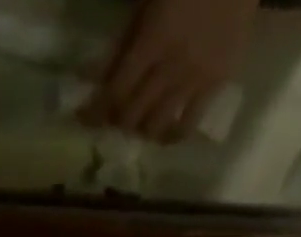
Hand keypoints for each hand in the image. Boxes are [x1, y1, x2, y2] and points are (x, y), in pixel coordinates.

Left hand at [79, 0, 256, 141]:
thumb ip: (126, 38)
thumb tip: (99, 77)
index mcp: (152, 40)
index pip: (115, 91)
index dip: (96, 111)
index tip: (84, 119)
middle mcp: (170, 69)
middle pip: (133, 115)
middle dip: (117, 121)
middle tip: (112, 119)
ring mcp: (195, 80)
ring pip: (157, 126)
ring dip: (141, 130)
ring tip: (138, 126)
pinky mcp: (217, 83)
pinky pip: (189, 123)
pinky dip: (173, 134)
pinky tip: (166, 134)